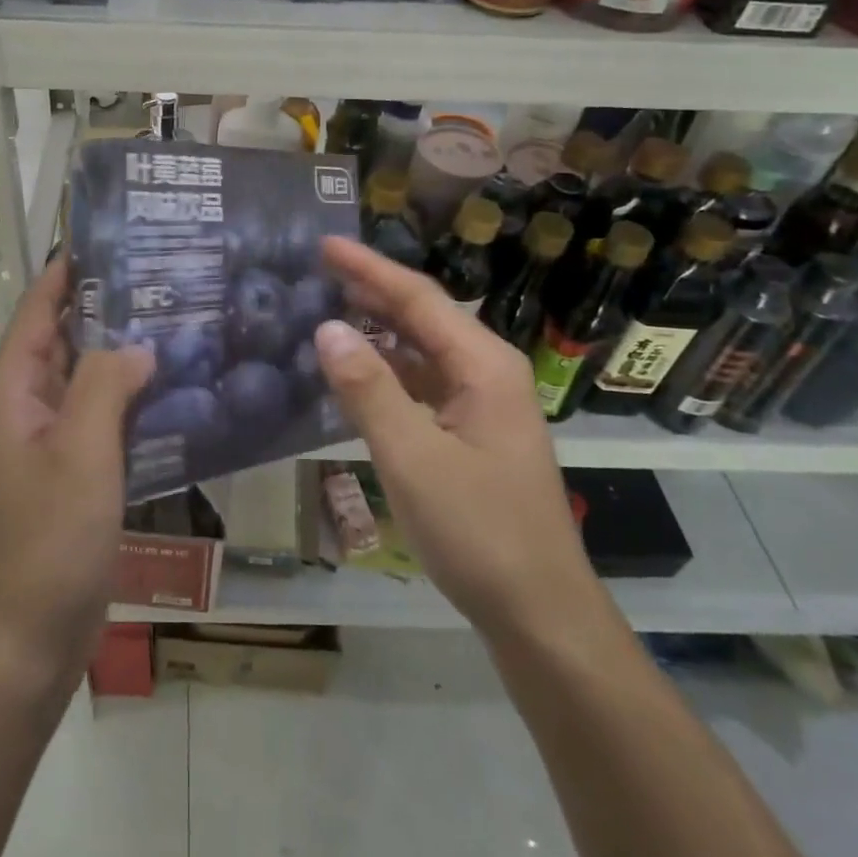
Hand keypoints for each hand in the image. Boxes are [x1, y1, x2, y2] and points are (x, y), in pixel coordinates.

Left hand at [0, 258, 154, 688]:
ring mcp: (54, 436)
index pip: (44, 302)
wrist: (25, 637)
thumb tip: (139, 343)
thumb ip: (106, 384)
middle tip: (179, 274)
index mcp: (14, 384)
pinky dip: (138, 396)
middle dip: (117, 304)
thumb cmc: (45, 539)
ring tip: (190, 319)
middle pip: (72, 333)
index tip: (127, 235)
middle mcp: (30, 400)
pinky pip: (107, 414)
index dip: (77, 266)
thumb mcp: (79, 452)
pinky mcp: (77, 467)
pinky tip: (184, 386)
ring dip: (132, 350)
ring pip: (95, 374)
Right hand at [313, 237, 600, 641]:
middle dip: (372, 290)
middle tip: (317, 269)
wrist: (540, 613)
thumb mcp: (412, 458)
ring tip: (328, 308)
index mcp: (483, 365)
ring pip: (422, 350)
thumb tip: (328, 327)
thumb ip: (368, 390)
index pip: (418, 298)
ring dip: (378, 328)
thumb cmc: (479, 532)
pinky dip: (387, 369)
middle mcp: (487, 372)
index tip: (325, 243)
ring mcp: (482, 404)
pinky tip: (356, 371)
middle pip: (423, 316)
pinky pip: (423, 384)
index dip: (369, 268)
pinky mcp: (471, 433)